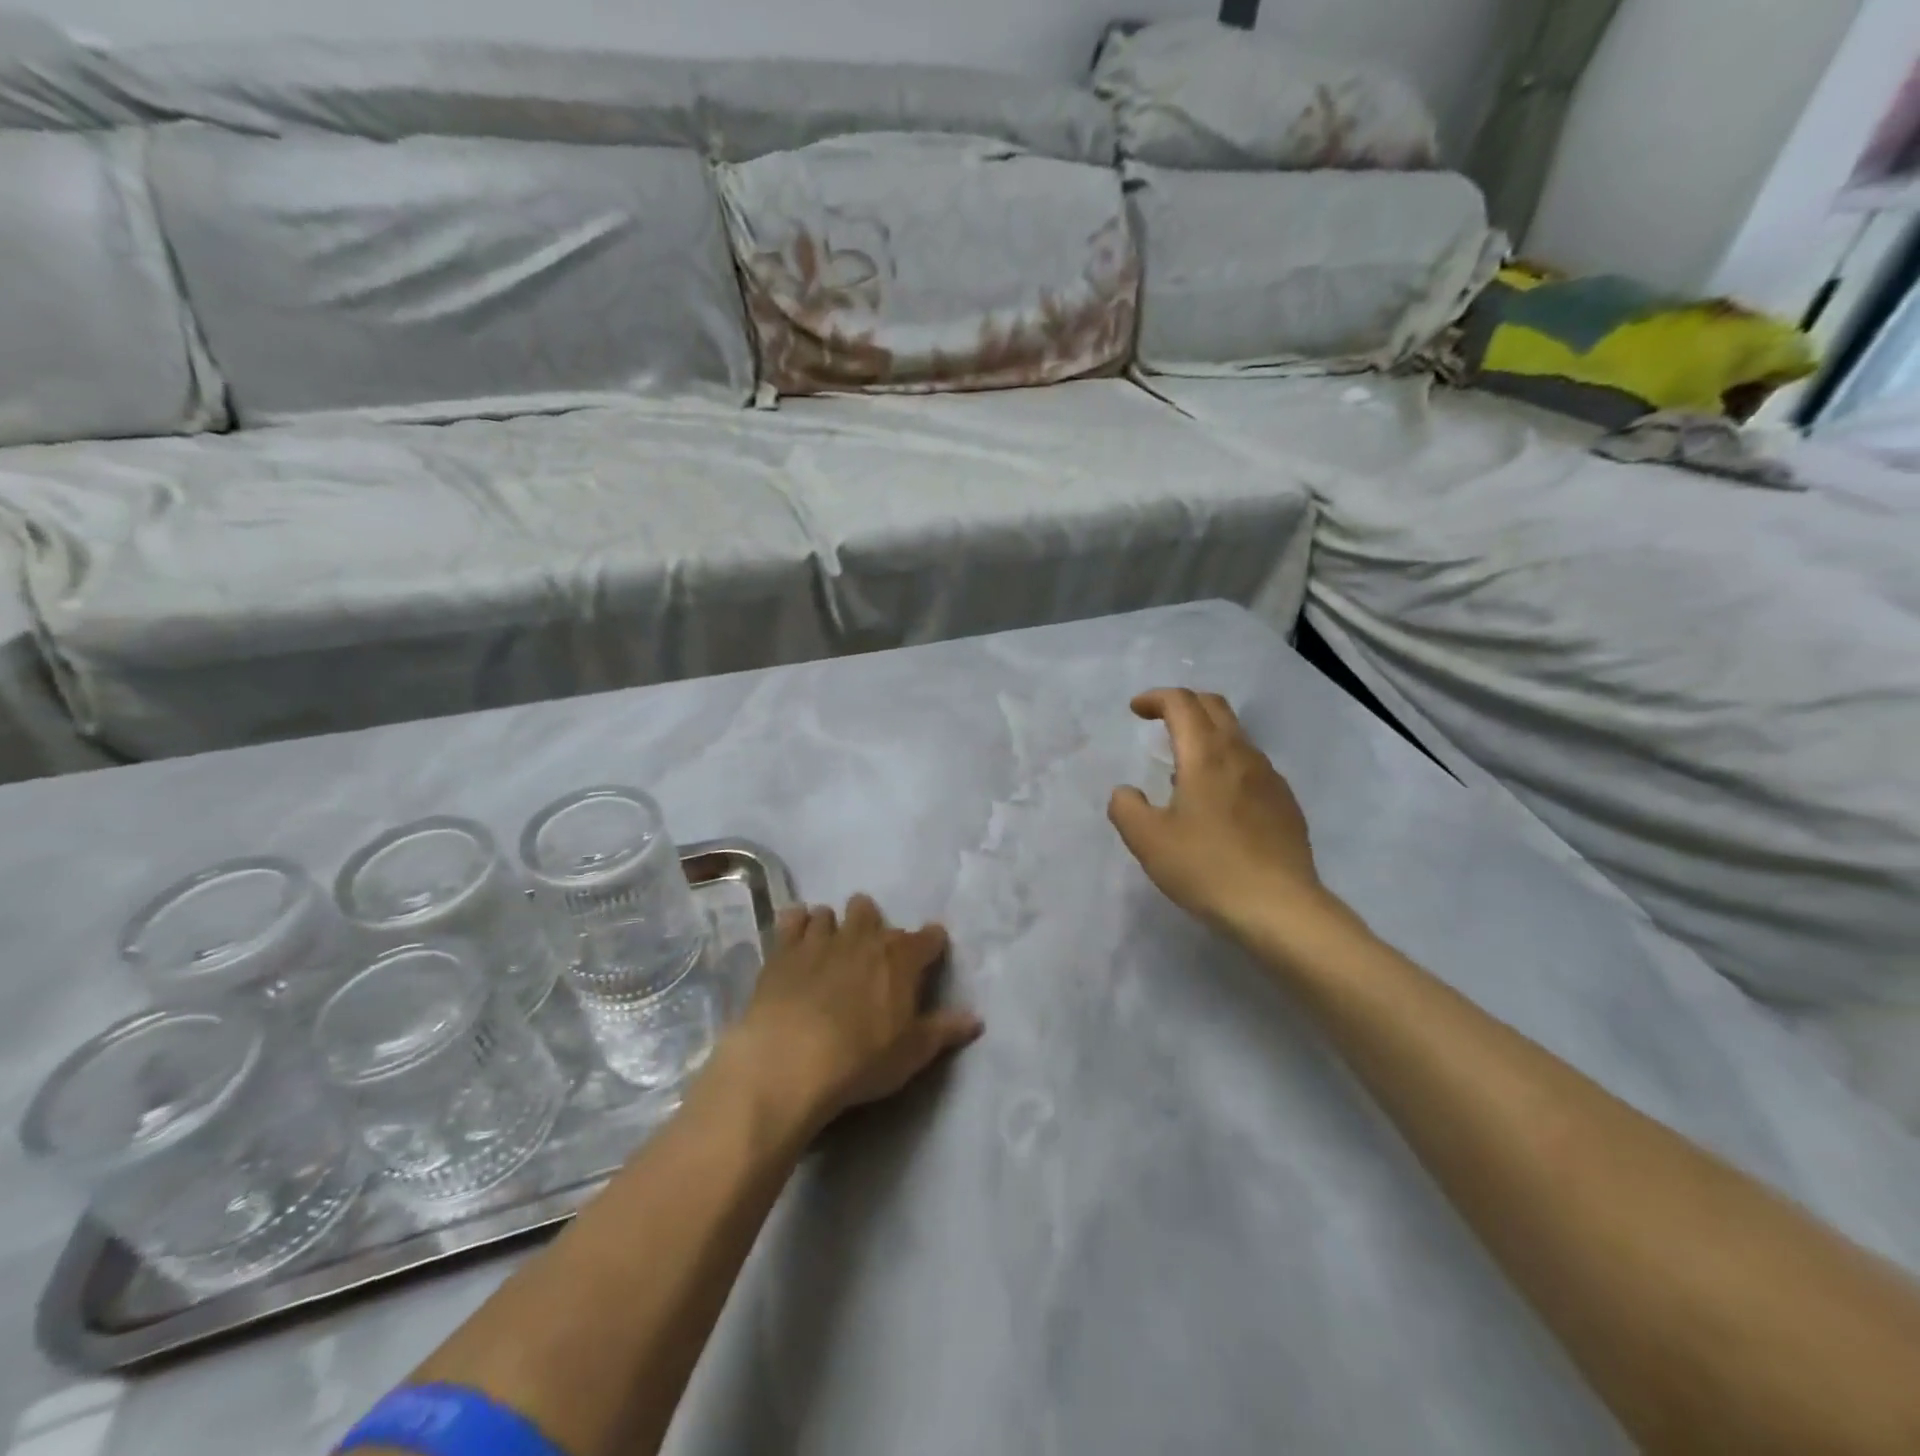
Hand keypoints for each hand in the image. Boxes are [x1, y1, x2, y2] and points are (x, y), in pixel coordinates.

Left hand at [725, 895, 981, 1132]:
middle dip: (872, 924)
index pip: (929, 938)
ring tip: (829, 948)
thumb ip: (944, 1030)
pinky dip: (796, 924)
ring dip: (832, 926)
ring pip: (829, 913)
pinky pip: (792, 919)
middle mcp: (863, 936)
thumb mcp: (912, 1052)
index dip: (932, 943)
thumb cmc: (861, 1058)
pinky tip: (795, 939)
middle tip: (869, 953)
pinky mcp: (783, 949)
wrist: (790, 1060)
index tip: (932, 951)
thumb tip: (976, 1018)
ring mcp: (820, 938)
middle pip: (870, 911)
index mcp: (900, 957)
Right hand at [1109, 690, 1330, 937]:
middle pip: (1214, 707)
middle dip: (1184, 704)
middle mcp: (1241, 755)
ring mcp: (1270, 778)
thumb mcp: (1147, 840)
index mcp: (1206, 755)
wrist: (1280, 908)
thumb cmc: (1207, 868)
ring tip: (1182, 765)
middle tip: (1159, 720)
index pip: (1182, 703)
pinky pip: (1250, 766)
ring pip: (1236, 736)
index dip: (1156, 698)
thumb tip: (1127, 792)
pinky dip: (1226, 763)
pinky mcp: (1285, 803)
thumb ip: (1126, 807)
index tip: (1136, 710)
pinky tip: (1216, 800)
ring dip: (1206, 735)